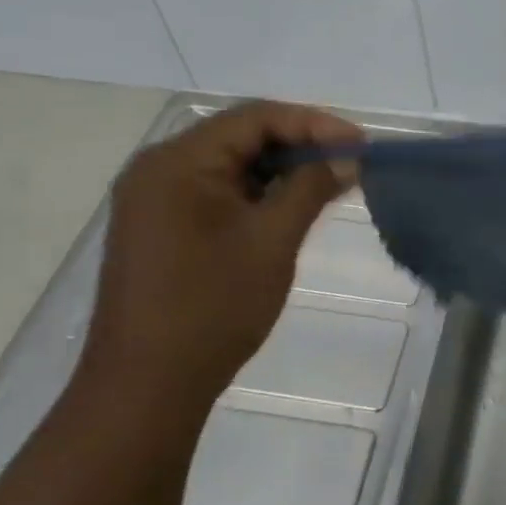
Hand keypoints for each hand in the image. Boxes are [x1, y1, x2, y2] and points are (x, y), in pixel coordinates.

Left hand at [81, 102, 361, 408]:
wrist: (145, 387)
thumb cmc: (212, 308)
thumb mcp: (272, 241)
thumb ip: (311, 188)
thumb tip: (347, 157)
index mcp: (178, 162)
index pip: (255, 118)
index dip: (314, 123)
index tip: (360, 143)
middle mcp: (158, 168)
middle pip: (239, 136)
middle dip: (298, 144)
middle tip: (349, 161)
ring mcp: (153, 199)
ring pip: (229, 165)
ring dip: (279, 169)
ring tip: (327, 183)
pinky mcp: (158, 227)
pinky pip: (214, 191)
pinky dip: (255, 193)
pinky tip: (288, 207)